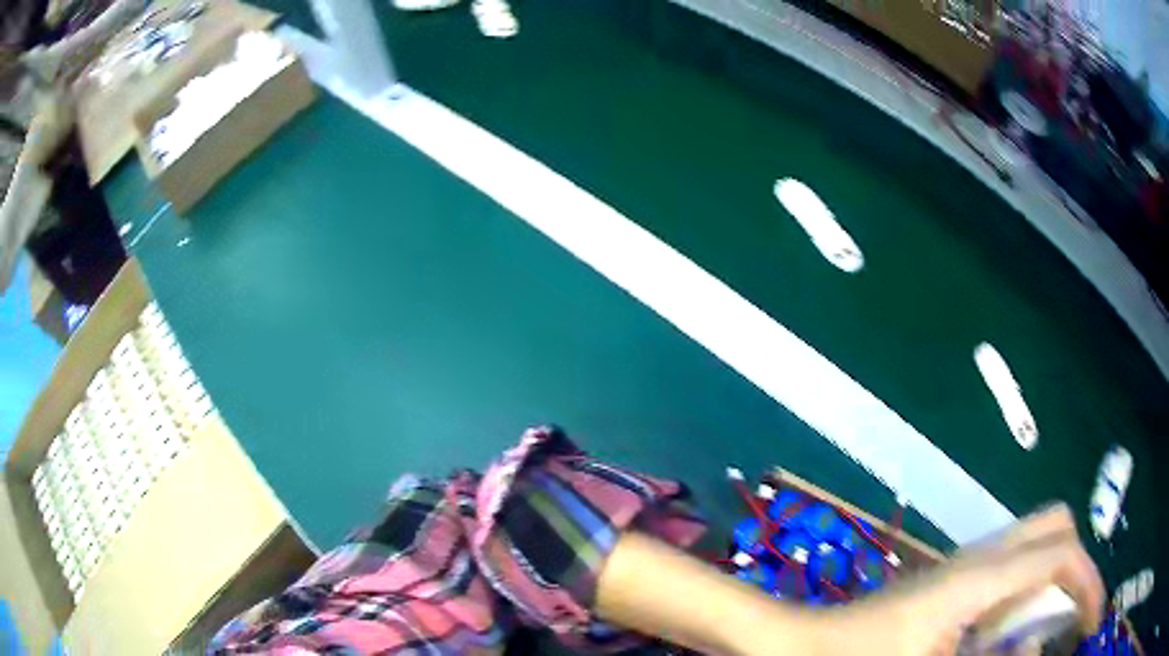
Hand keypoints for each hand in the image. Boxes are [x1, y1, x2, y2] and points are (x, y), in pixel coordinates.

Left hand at [824, 504, 1103, 655]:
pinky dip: (1028, 589)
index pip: (1061, 555)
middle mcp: (981, 555)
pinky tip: (1009, 630)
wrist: (804, 646)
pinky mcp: (954, 575)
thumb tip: (1035, 644)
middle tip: (1072, 618)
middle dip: (1076, 570)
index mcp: (981, 578)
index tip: (1093, 621)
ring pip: (1036, 544)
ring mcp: (966, 561)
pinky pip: (1011, 567)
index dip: (1089, 585)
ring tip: (1048, 628)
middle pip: (1056, 527)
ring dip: (1053, 580)